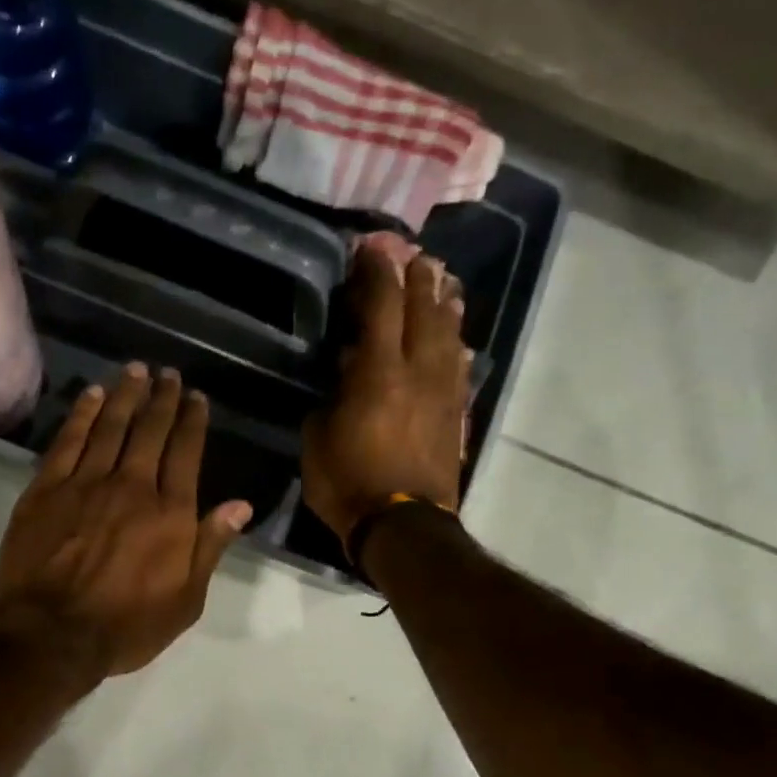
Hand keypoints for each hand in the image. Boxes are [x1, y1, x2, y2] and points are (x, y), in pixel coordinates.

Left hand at [0, 363, 252, 679]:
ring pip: (110, 426)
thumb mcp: (186, 600)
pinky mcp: (46, 490)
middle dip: (163, 399)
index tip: (196, 398)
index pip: (186, 453)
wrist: (52, 634)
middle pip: (150, 431)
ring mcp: (85, 483)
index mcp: (170, 513)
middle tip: (169, 374)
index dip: (192, 422)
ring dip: (125, 395)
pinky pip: (68, 440)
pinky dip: (82, 413)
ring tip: (136, 371)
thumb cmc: (126, 626)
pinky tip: (91, 395)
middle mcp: (132, 486)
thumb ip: (210, 547)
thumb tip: (240, 505)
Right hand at [302, 240, 468, 547]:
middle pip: (423, 312)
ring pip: (448, 337)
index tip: (372, 249)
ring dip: (445, 307)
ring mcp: (442, 394)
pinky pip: (459, 372)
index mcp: (377, 374)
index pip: (381, 307)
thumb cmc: (349, 485)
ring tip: (445, 284)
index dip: (376, 273)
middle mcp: (417, 373)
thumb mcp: (317, 441)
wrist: (403, 527)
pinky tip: (456, 341)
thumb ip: (331, 400)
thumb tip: (346, 376)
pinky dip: (456, 349)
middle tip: (415, 255)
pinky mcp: (455, 417)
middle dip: (418, 279)